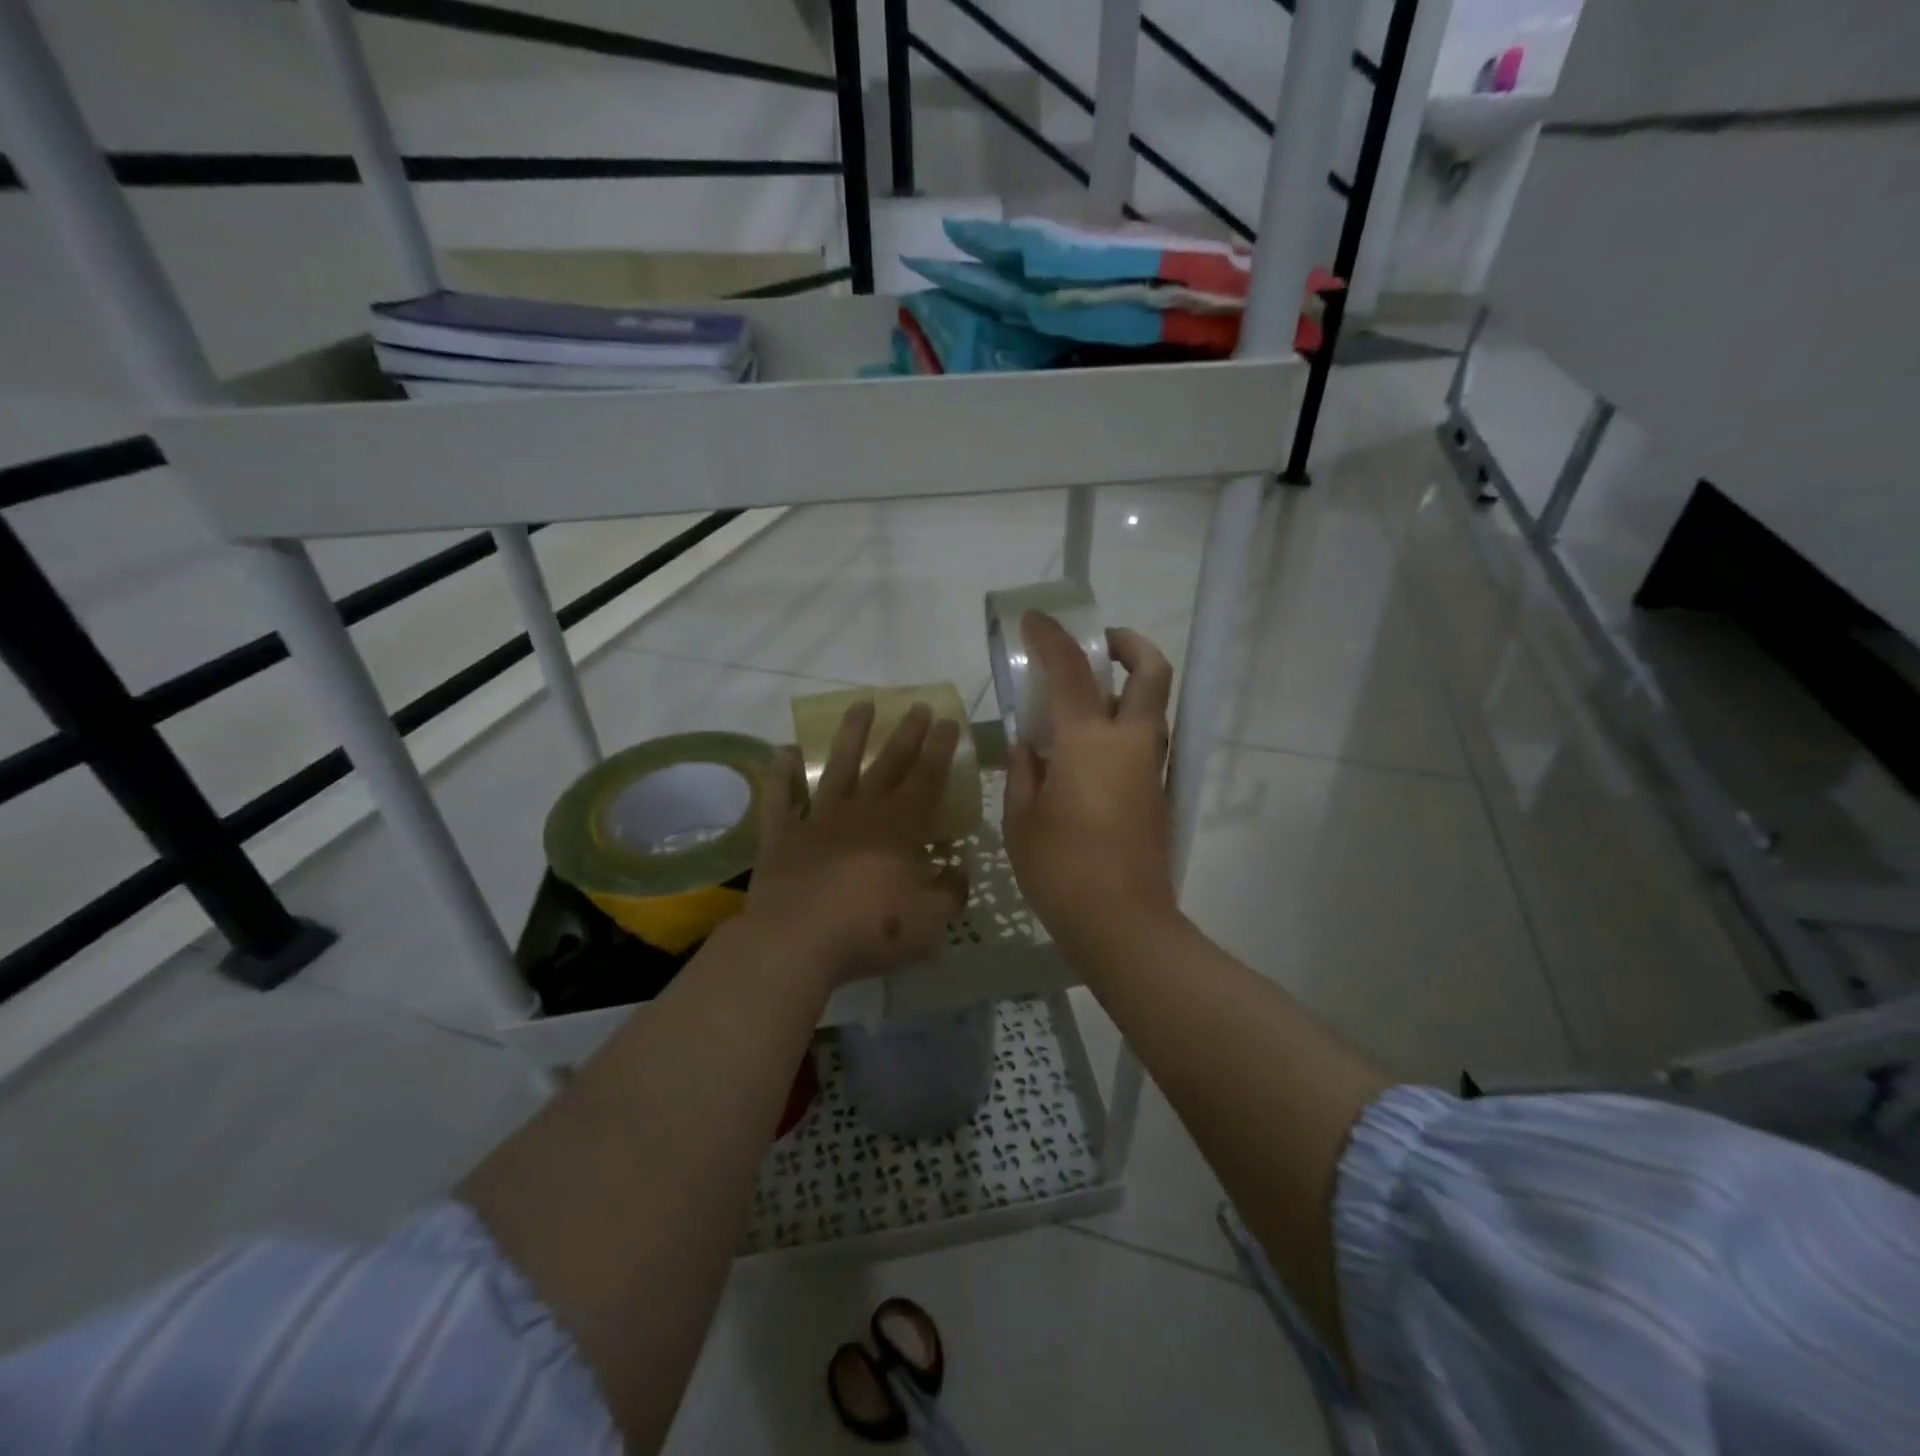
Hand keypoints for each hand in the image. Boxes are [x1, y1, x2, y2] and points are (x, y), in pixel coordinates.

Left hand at [744, 701, 969, 991]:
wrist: (796, 943)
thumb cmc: (872, 930)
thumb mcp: (931, 919)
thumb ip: (949, 891)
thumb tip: (956, 872)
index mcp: (900, 827)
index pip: (927, 778)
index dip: (939, 749)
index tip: (948, 721)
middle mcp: (861, 812)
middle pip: (888, 764)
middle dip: (906, 734)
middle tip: (917, 705)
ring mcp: (817, 820)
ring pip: (837, 767)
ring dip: (851, 735)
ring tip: (861, 705)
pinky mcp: (781, 837)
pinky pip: (779, 798)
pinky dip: (781, 775)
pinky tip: (784, 752)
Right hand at [1003, 614, 1178, 954]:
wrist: (1122, 922)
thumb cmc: (1060, 869)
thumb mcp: (1021, 819)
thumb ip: (1023, 773)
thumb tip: (1028, 749)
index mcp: (1089, 742)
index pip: (1071, 671)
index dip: (1051, 639)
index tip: (1034, 621)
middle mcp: (1131, 743)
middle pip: (1151, 673)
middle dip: (1131, 645)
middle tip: (1102, 645)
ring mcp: (1152, 770)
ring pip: (1155, 708)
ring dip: (1131, 687)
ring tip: (1089, 700)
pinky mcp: (1159, 796)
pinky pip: (1146, 743)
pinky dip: (1125, 728)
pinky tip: (1091, 754)